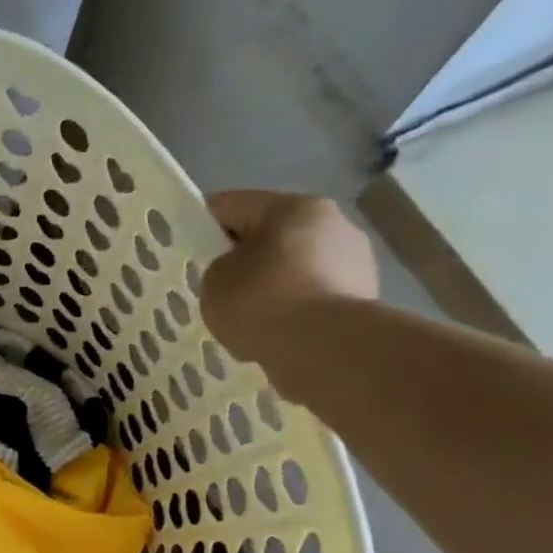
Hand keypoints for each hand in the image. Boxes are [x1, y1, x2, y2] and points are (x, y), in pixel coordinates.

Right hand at [200, 191, 378, 370]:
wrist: (324, 348)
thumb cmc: (261, 300)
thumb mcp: (215, 280)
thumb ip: (221, 267)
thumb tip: (241, 272)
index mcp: (291, 206)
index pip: (231, 205)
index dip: (203, 225)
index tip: (187, 250)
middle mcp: (332, 223)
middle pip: (272, 234)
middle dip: (246, 257)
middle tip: (219, 287)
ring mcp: (355, 261)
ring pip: (296, 267)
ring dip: (273, 284)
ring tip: (248, 318)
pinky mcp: (365, 298)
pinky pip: (315, 297)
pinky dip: (294, 310)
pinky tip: (275, 332)